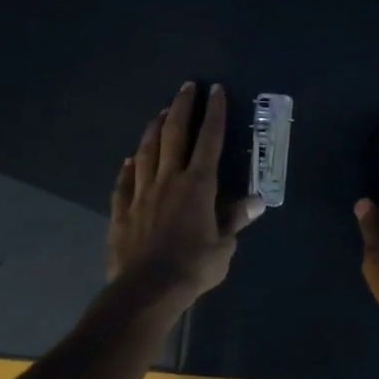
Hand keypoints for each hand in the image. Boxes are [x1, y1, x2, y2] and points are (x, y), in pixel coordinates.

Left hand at [106, 82, 262, 313]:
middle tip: (187, 87)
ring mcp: (141, 194)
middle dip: (182, 108)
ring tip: (160, 113)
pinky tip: (129, 159)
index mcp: (198, 185)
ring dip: (154, 130)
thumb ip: (235, 220)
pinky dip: (128, 168)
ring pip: (147, 152)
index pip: (209, 141)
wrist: (146, 291)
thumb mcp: (224, 247)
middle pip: (175, 135)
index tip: (215, 90)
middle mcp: (169, 180)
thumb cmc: (192, 268)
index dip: (215, 114)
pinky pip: (124, 183)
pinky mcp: (122, 211)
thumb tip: (256, 201)